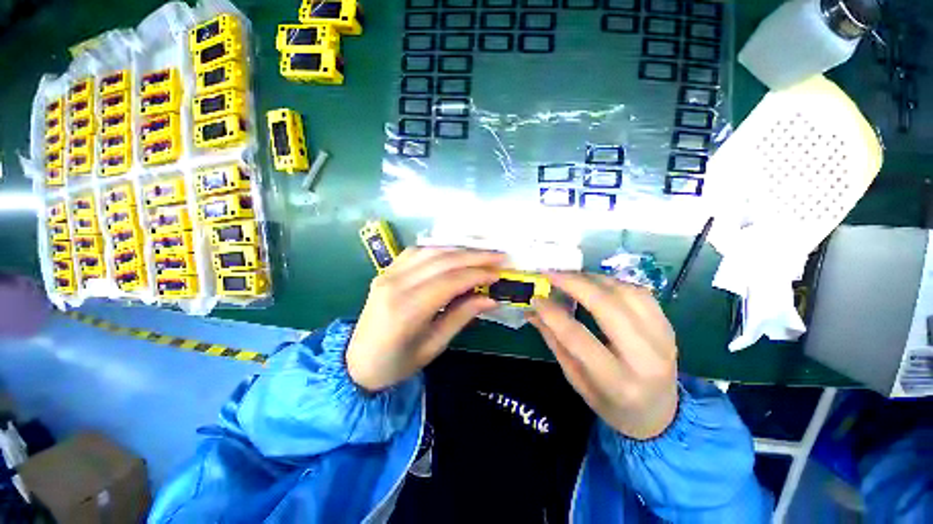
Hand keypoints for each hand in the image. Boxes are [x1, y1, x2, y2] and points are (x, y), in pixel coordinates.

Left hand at [347, 248, 504, 391]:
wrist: (357, 362)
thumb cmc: (397, 363)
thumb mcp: (434, 345)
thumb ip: (462, 316)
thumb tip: (491, 298)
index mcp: (407, 309)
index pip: (450, 281)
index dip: (477, 274)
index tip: (499, 273)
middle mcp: (396, 284)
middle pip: (442, 261)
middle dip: (474, 256)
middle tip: (499, 256)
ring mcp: (388, 274)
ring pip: (430, 251)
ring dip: (459, 249)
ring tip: (482, 251)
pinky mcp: (386, 271)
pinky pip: (416, 252)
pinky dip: (439, 248)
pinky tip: (454, 252)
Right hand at [527, 273, 678, 439]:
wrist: (659, 413)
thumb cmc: (611, 403)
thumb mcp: (576, 380)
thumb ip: (554, 342)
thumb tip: (533, 311)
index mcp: (618, 382)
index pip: (578, 338)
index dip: (552, 314)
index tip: (536, 298)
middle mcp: (646, 358)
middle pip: (607, 307)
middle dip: (575, 284)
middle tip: (551, 274)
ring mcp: (663, 339)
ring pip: (626, 293)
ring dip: (594, 279)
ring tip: (570, 277)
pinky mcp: (669, 326)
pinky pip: (640, 293)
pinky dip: (613, 283)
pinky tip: (595, 283)